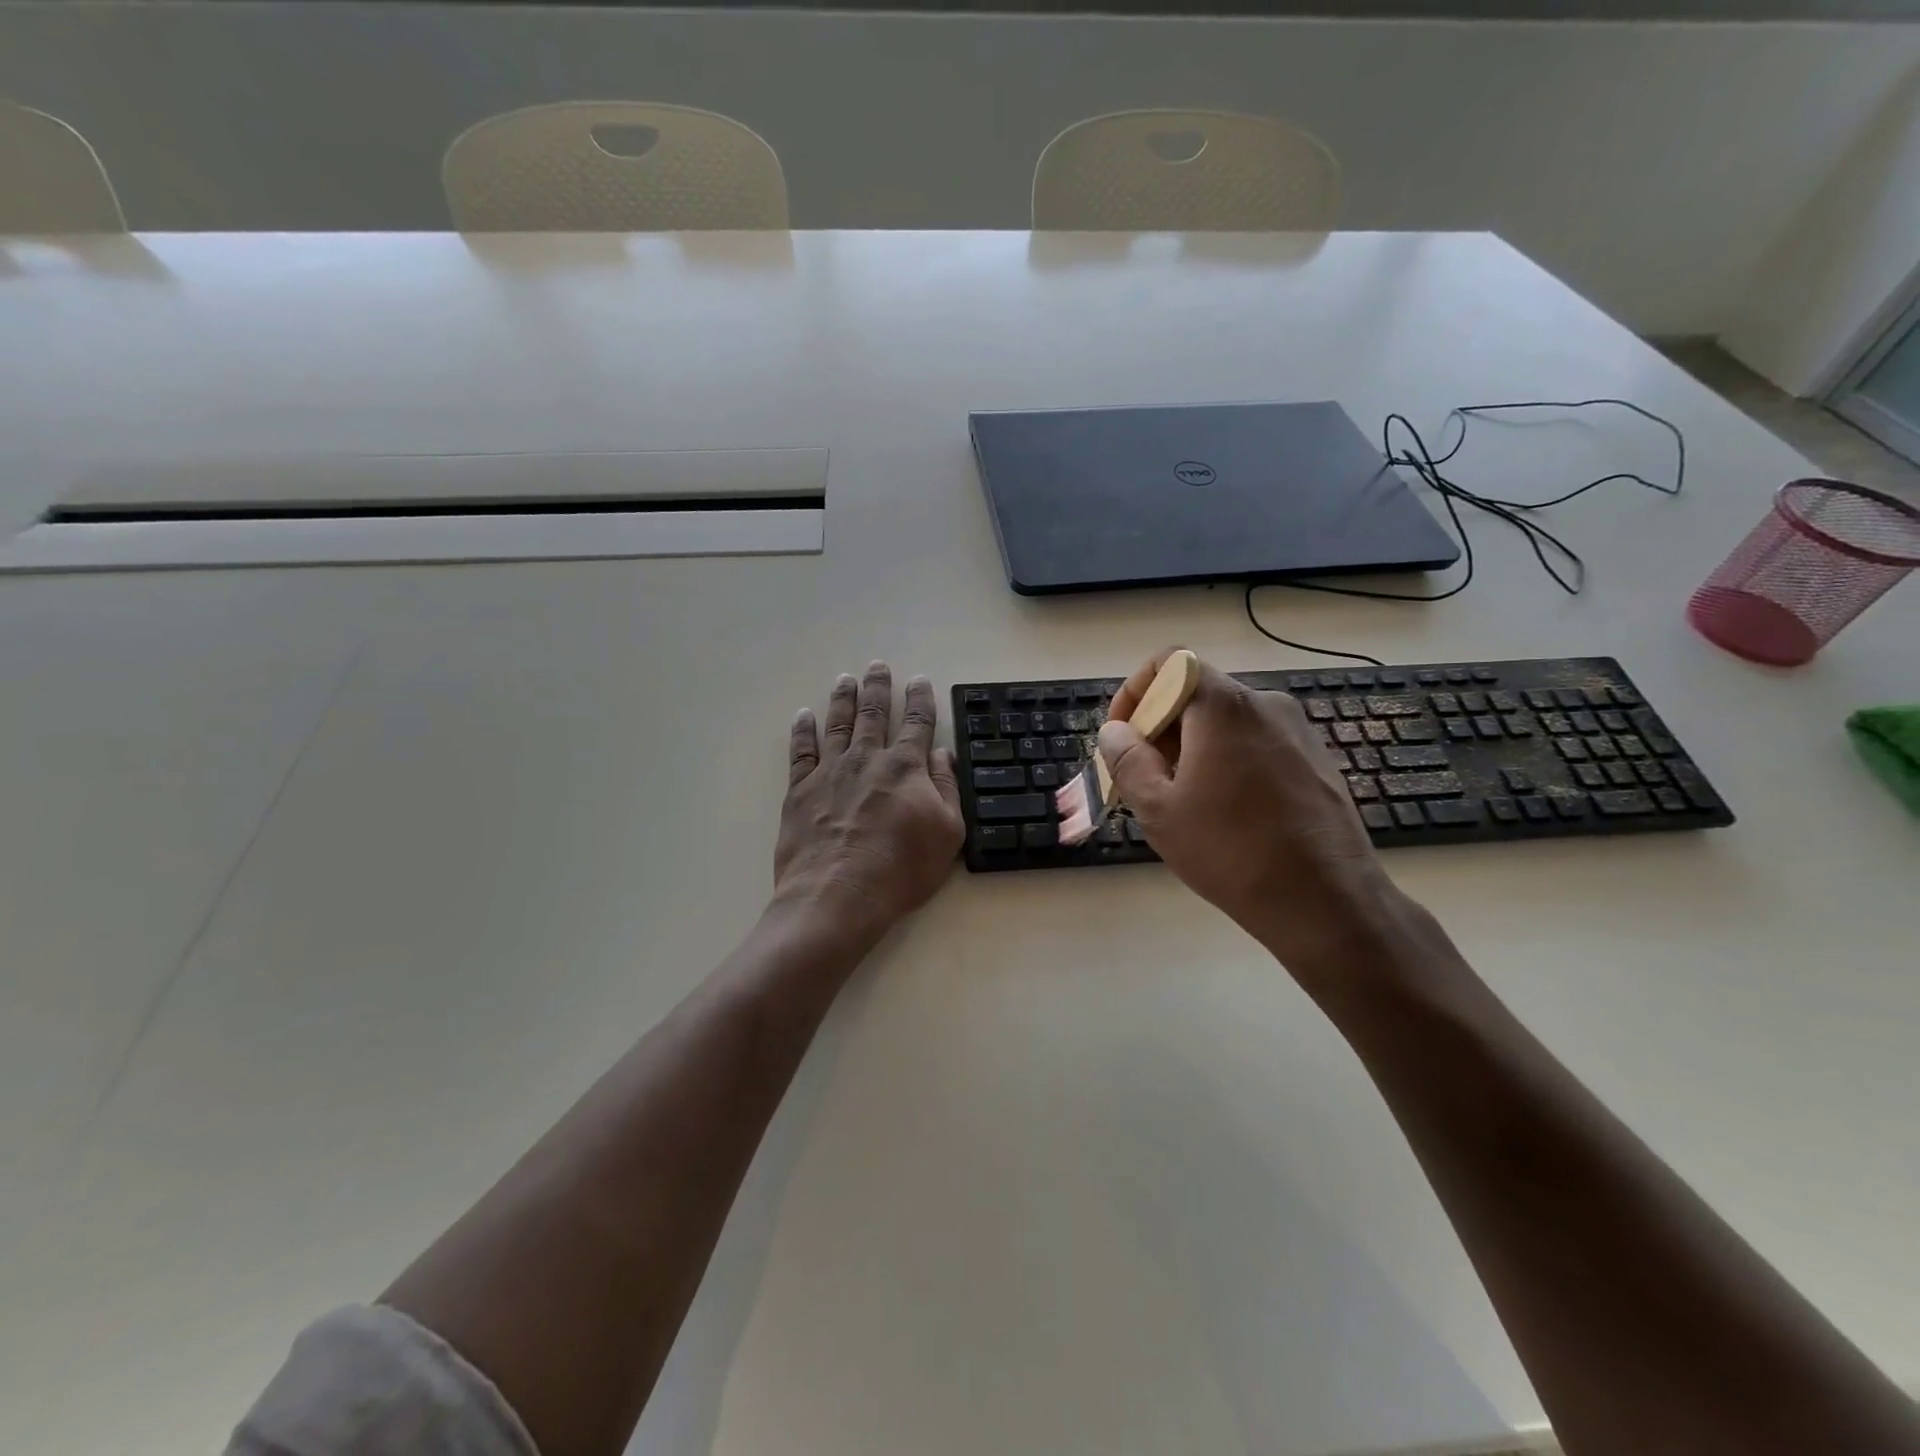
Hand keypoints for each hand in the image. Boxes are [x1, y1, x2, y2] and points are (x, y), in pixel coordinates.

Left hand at [775, 661, 964, 939]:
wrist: (838, 895)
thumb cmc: (901, 869)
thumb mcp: (948, 832)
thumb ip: (946, 788)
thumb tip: (942, 753)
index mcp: (906, 767)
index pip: (917, 722)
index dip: (921, 699)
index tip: (920, 680)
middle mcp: (867, 758)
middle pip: (873, 712)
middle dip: (878, 687)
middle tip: (877, 665)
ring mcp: (830, 771)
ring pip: (838, 723)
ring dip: (843, 698)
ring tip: (845, 678)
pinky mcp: (800, 790)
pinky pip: (801, 751)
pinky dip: (803, 730)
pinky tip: (803, 716)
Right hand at [1097, 649, 1400, 974]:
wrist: (1325, 901)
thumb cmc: (1230, 851)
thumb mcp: (1158, 809)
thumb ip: (1127, 759)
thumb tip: (1115, 731)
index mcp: (1223, 706)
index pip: (1169, 662)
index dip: (1135, 691)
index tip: (1124, 735)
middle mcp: (1265, 704)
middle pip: (1197, 693)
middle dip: (1160, 726)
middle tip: (1144, 776)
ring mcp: (1298, 731)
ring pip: (1226, 721)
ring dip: (1192, 746)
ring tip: (1182, 799)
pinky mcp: (1316, 760)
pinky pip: (1257, 742)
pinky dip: (1228, 759)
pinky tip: (1226, 810)